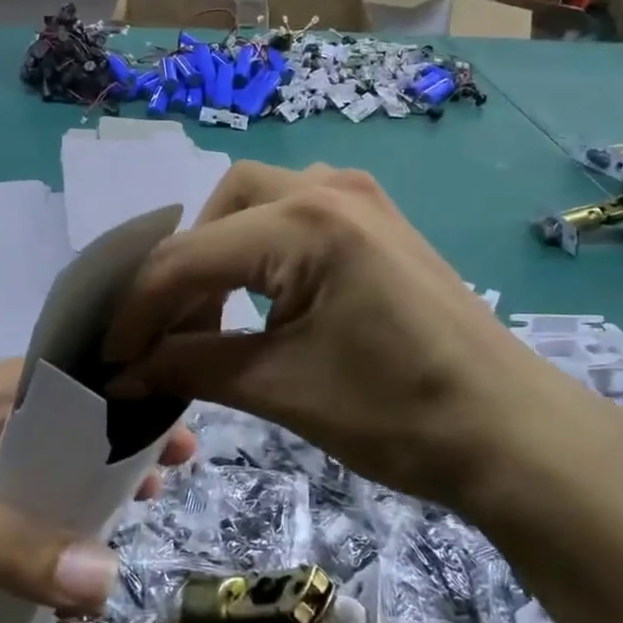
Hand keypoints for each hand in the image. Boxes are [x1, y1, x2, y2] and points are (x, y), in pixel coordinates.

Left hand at [0, 361, 194, 622]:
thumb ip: (23, 549)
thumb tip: (111, 582)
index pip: (64, 374)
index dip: (118, 383)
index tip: (170, 404)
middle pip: (68, 423)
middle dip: (119, 437)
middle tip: (178, 458)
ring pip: (54, 473)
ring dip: (97, 485)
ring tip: (149, 501)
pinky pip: (33, 520)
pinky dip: (66, 529)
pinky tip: (98, 547)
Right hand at [103, 162, 613, 509]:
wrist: (511, 434)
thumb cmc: (398, 414)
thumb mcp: (279, 388)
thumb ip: (189, 367)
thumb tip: (122, 373)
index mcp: (305, 224)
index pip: (188, 257)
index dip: (138, 311)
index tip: (110, 358)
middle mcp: (329, 189)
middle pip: (219, 206)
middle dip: (182, 267)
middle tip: (169, 330)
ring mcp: (361, 198)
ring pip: (257, 200)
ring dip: (221, 250)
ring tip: (210, 313)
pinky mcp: (378, 221)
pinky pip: (295, 212)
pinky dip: (261, 247)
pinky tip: (262, 294)